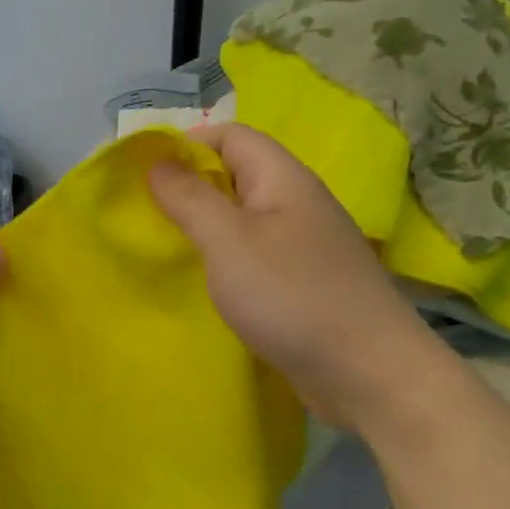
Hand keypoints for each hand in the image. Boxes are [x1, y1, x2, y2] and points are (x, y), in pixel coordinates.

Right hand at [148, 124, 429, 428]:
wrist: (366, 372)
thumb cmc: (292, 297)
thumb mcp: (229, 241)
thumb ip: (190, 199)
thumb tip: (158, 162)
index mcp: (284, 179)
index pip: (232, 136)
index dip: (186, 145)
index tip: (143, 174)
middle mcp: (299, 204)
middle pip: (238, 177)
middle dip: (191, 189)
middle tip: (146, 216)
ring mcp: (306, 248)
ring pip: (246, 222)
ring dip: (207, 230)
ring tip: (166, 249)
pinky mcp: (305, 286)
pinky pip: (257, 259)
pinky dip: (228, 264)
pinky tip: (206, 286)